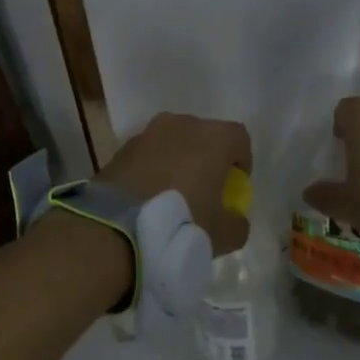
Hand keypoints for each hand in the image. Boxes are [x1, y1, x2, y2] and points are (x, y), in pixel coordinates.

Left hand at [100, 112, 251, 255]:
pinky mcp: (123, 147)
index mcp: (214, 137)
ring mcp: (149, 132)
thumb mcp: (223, 235)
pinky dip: (152, 168)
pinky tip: (148, 196)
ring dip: (178, 161)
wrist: (118, 227)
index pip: (239, 139)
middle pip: (204, 136)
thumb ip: (238, 223)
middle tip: (204, 190)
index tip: (235, 186)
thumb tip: (234, 219)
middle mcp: (183, 124)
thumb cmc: (182, 223)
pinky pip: (148, 154)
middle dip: (208, 158)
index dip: (241, 162)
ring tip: (173, 193)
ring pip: (174, 142)